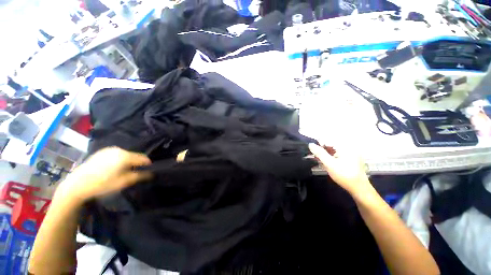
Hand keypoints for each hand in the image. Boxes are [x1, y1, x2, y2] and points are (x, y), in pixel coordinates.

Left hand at [57, 147, 151, 202]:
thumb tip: (152, 173)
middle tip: (134, 174)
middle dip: (137, 163)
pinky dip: (119, 160)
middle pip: (135, 155)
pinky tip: (113, 168)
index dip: (148, 165)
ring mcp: (109, 150)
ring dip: (128, 162)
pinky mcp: (101, 152)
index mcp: (125, 156)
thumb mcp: (124, 182)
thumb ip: (140, 176)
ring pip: (126, 155)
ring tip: (123, 171)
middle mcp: (119, 149)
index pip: (144, 158)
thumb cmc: (102, 184)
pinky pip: (117, 154)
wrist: (77, 184)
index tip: (147, 172)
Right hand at [309, 143, 370, 195]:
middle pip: (331, 144)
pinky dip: (331, 156)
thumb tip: (310, 144)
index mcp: (345, 146)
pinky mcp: (350, 158)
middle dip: (322, 149)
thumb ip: (319, 153)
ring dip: (325, 153)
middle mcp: (349, 147)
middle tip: (315, 155)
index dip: (319, 144)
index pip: (328, 140)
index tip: (312, 150)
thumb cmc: (344, 175)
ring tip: (319, 159)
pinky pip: (338, 153)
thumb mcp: (329, 164)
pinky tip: (326, 161)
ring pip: (334, 149)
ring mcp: (351, 152)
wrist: (359, 188)